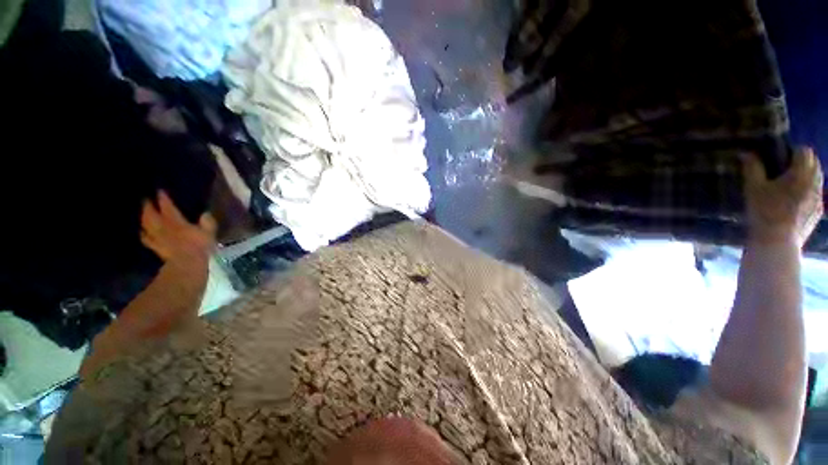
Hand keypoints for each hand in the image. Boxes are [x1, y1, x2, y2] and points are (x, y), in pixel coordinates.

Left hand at [141, 191, 216, 265]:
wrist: (186, 263)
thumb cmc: (199, 246)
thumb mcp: (209, 232)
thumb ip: (207, 222)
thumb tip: (205, 214)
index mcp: (176, 221)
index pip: (167, 207)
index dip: (163, 199)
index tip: (160, 191)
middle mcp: (163, 227)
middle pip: (151, 214)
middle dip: (148, 206)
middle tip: (146, 200)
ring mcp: (157, 237)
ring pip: (146, 225)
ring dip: (143, 218)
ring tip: (143, 214)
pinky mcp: (156, 247)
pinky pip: (147, 239)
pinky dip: (144, 234)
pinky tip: (143, 232)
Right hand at [742, 148, 823, 246]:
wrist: (777, 243)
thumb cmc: (764, 212)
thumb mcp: (753, 188)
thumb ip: (752, 168)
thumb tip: (747, 154)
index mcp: (801, 173)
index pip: (804, 151)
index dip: (792, 151)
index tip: (780, 157)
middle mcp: (815, 182)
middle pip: (814, 163)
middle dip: (802, 162)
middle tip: (785, 169)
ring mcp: (819, 198)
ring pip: (817, 179)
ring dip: (807, 177)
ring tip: (791, 185)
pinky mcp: (818, 211)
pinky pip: (816, 195)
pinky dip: (808, 192)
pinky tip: (796, 202)